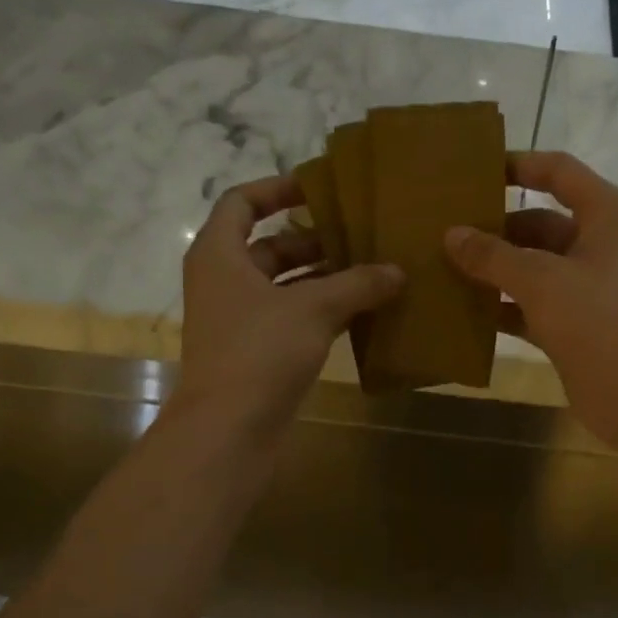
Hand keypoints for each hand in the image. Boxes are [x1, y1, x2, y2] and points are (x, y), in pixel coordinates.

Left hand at [177, 175, 402, 436]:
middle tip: (362, 235)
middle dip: (314, 240)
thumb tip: (398, 271)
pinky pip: (291, 320)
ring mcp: (239, 321)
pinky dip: (321, 313)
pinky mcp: (256, 354)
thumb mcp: (314, 309)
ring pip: (284, 287)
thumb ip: (357, 284)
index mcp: (219, 254)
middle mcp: (224, 282)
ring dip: (323, 279)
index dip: (278, 189)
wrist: (229, 429)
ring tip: (371, 271)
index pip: (242, 203)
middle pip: (269, 247)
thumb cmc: (260, 352)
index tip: (320, 188)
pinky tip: (361, 314)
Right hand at [445, 152, 617, 450]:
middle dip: (497, 230)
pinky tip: (469, 312)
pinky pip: (533, 306)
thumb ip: (493, 256)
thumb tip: (452, 235)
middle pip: (540, 224)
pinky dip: (505, 308)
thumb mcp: (540, 279)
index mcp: (605, 215)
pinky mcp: (577, 326)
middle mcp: (599, 245)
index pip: (558, 172)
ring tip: (447, 270)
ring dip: (496, 272)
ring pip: (534, 269)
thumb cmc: (596, 319)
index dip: (519, 166)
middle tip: (447, 234)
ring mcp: (588, 288)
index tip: (476, 172)